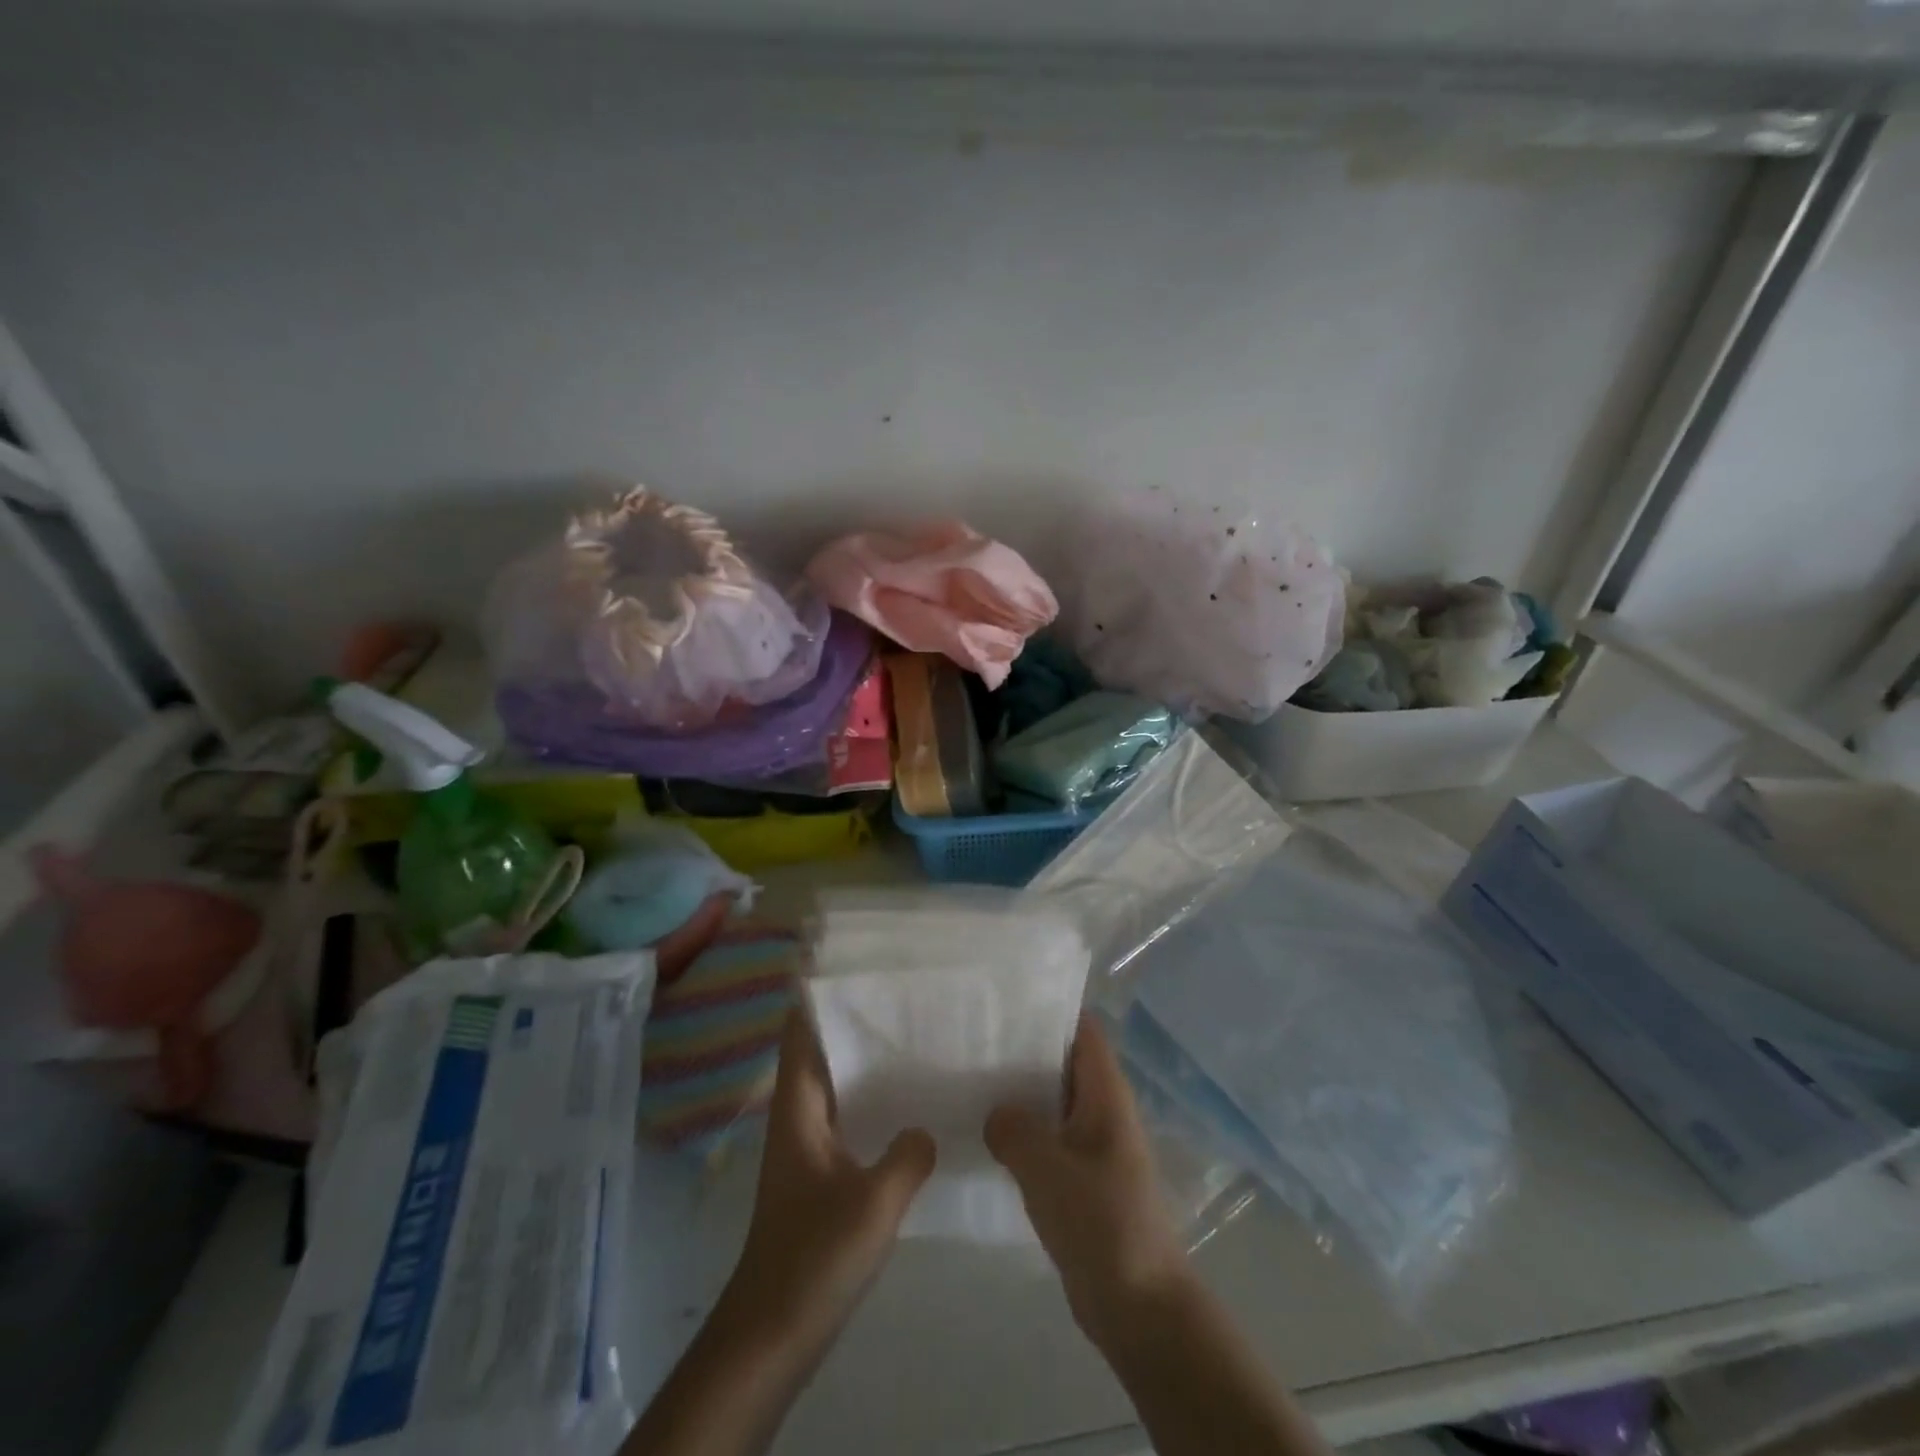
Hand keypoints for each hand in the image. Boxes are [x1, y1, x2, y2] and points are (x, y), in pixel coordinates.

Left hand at [718, 1009, 936, 1357]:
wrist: (772, 1334)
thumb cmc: (813, 1257)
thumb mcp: (873, 1203)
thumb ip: (908, 1156)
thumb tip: (927, 1127)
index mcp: (798, 1106)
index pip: (802, 1030)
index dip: (820, 992)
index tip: (859, 963)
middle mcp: (798, 1114)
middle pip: (820, 1048)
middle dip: (854, 1018)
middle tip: (904, 992)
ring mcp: (807, 1144)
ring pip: (835, 1081)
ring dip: (864, 1058)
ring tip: (913, 1034)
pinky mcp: (819, 1172)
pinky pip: (846, 1113)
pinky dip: (871, 1097)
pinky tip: (908, 1105)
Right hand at [985, 1015, 1191, 1348]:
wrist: (1140, 1306)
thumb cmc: (1101, 1222)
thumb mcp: (1047, 1169)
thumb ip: (1014, 1130)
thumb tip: (996, 1112)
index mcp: (1106, 1093)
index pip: (1082, 1030)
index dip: (1049, 1010)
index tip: (1003, 1002)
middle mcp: (1103, 1110)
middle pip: (1063, 1062)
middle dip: (1024, 1050)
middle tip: (973, 1040)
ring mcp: (1094, 1146)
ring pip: (1053, 1102)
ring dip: (1020, 1094)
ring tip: (970, 1080)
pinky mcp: (1082, 1179)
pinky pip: (1049, 1139)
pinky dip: (1022, 1132)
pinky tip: (984, 1135)